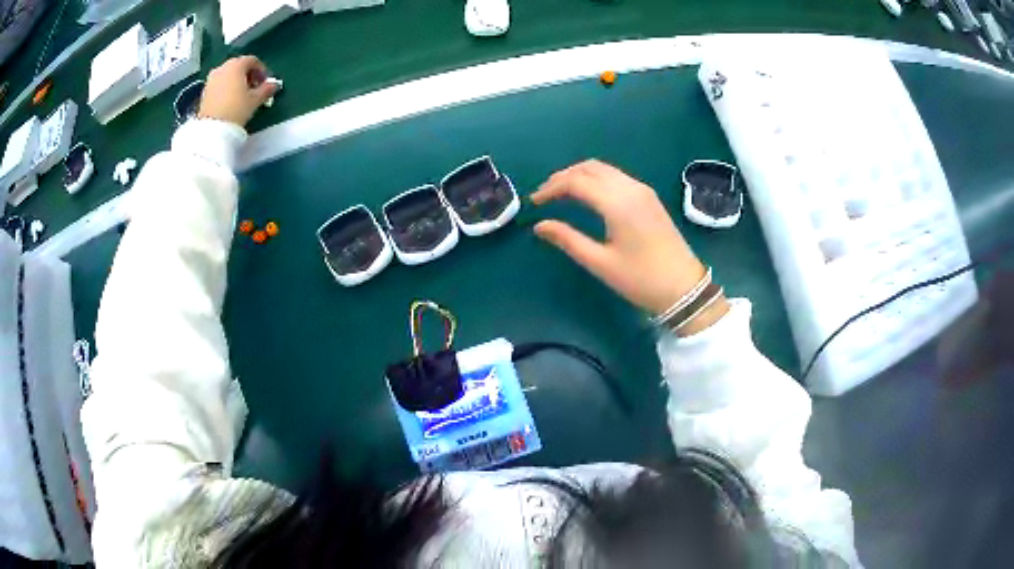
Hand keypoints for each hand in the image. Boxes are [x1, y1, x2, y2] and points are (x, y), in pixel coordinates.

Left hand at [198, 56, 277, 127]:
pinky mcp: (205, 92)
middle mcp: (222, 67)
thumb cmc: (236, 109)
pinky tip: (231, 101)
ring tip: (243, 96)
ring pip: (228, 75)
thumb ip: (267, 89)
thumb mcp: (255, 99)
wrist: (212, 130)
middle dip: (248, 75)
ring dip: (237, 81)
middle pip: (239, 66)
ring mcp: (211, 79)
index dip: (261, 70)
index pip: (252, 61)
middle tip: (255, 88)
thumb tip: (274, 85)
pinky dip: (227, 88)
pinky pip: (219, 84)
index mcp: (236, 65)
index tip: (265, 82)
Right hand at [531, 160, 713, 319]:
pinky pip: (616, 176)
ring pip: (604, 169)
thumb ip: (568, 239)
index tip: (534, 202)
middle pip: (589, 167)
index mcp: (617, 203)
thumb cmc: (640, 279)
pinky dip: (596, 179)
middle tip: (544, 195)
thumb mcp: (600, 263)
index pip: (576, 182)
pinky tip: (587, 195)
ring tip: (561, 194)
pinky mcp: (649, 197)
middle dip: (563, 177)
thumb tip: (540, 225)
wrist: (683, 287)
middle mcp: (630, 188)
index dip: (551, 188)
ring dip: (579, 175)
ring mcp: (642, 190)